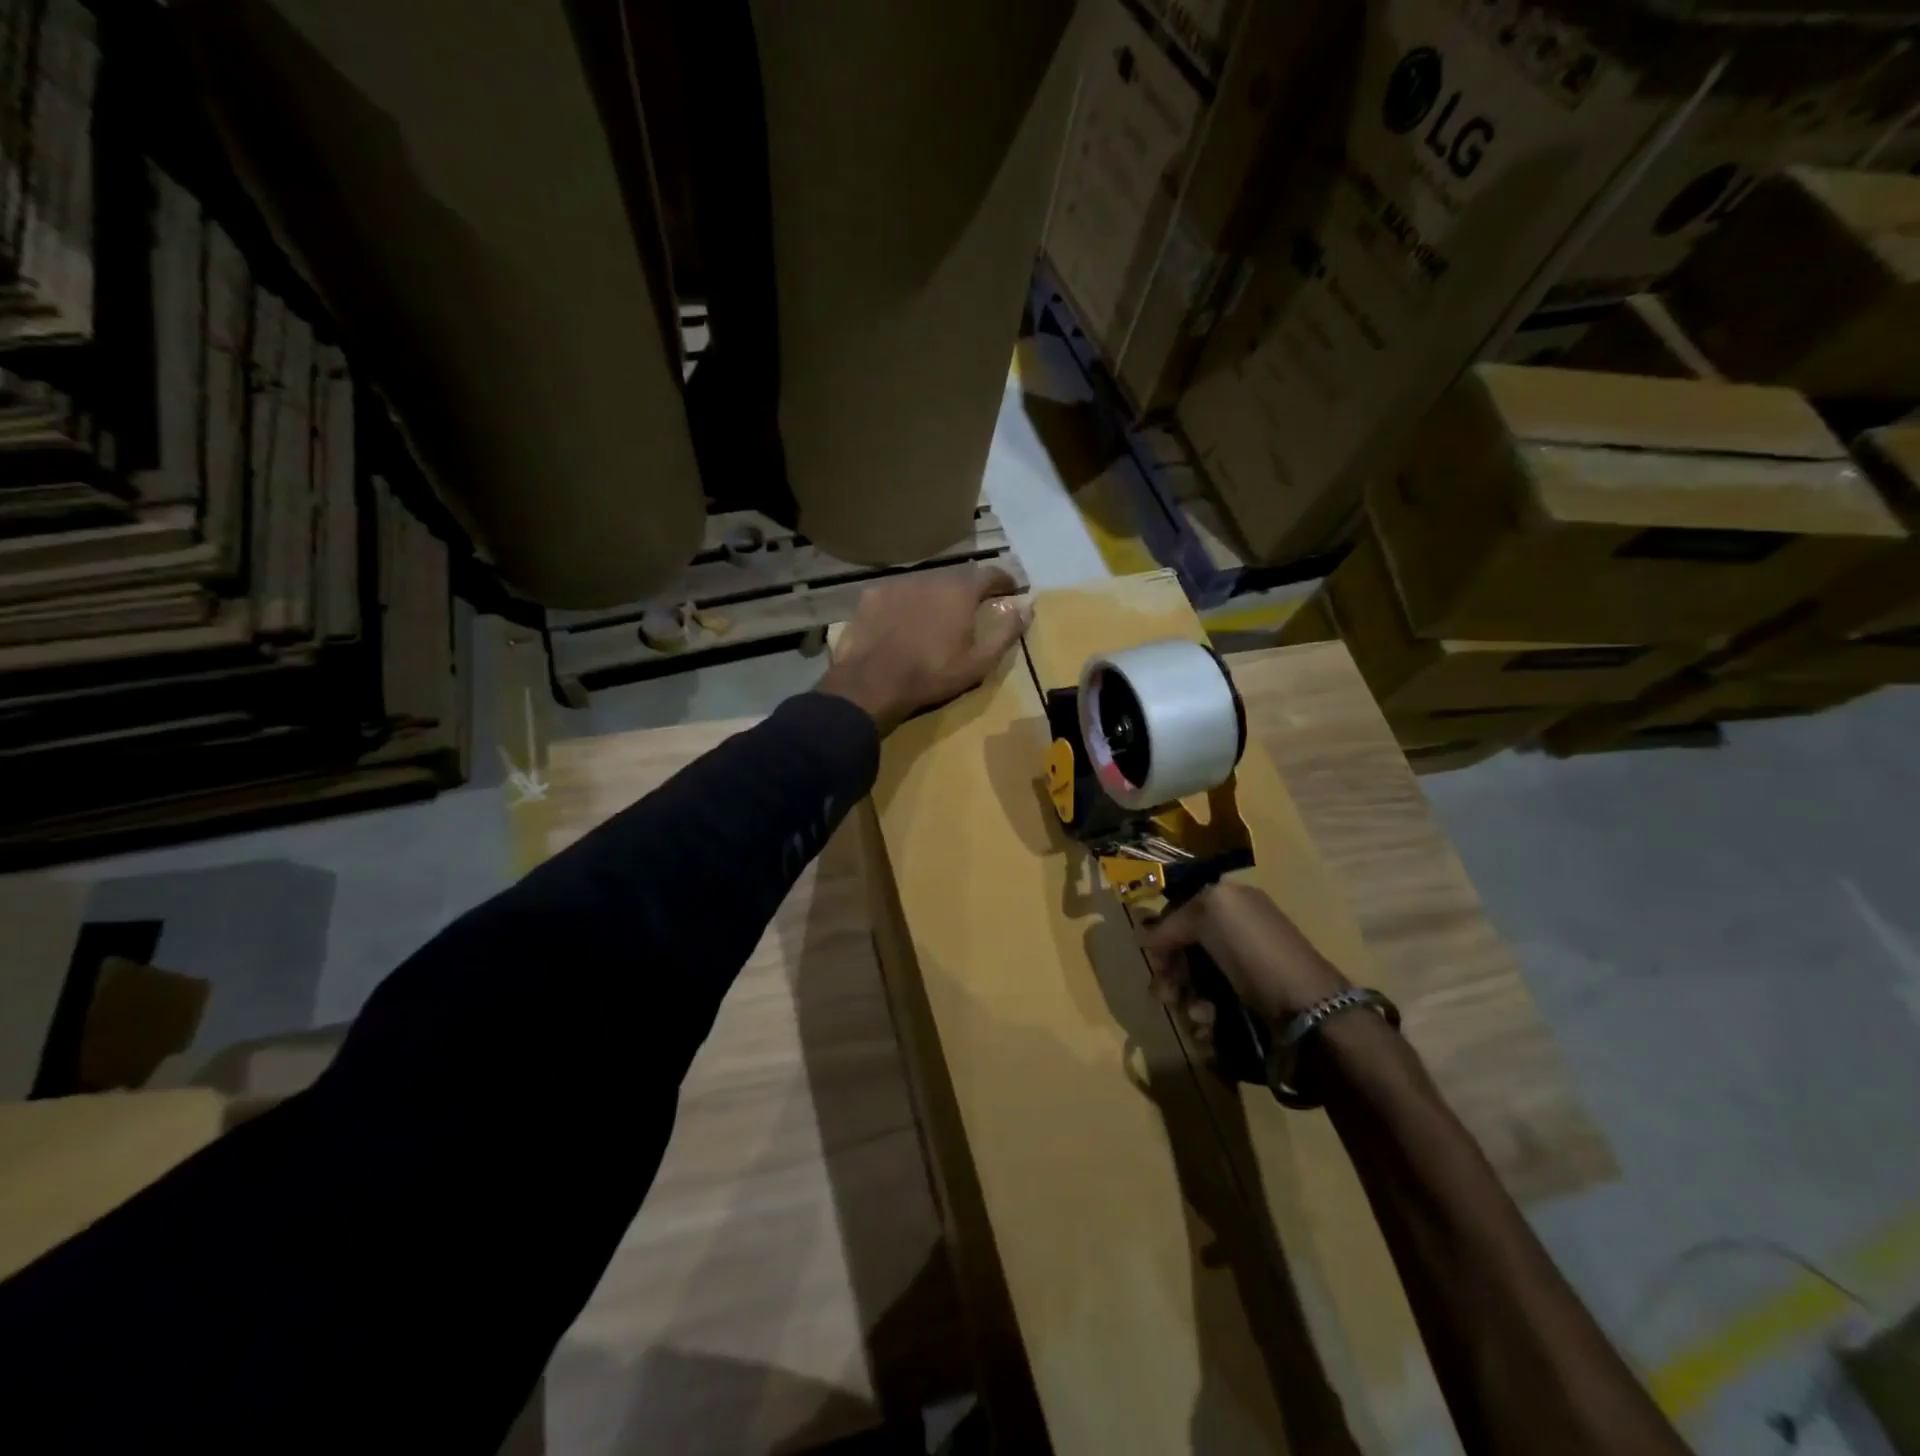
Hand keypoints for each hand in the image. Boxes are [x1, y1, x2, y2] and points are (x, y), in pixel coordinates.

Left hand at [820, 565, 1029, 734]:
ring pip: (924, 585)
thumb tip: (1027, 607)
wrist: (872, 683)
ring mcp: (897, 583)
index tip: (1011, 590)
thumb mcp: (979, 662)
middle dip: (966, 593)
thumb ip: (1006, 632)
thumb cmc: (932, 674)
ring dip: (934, 598)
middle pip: (955, 579)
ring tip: (933, 620)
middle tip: (970, 612)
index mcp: (960, 590)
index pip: (990, 574)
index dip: (1004, 581)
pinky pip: (896, 595)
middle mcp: (930, 577)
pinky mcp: (871, 596)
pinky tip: (901, 624)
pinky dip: (904, 605)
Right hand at [1140, 883, 1348, 1029]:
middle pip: (1186, 950)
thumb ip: (1174, 920)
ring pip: (1195, 983)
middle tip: (1166, 994)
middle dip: (1171, 973)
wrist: (1309, 1010)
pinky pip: (1213, 1010)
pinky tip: (1207, 1030)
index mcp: (1232, 904)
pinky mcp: (1250, 1007)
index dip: (1164, 931)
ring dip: (1187, 1001)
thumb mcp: (1212, 912)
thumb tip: (1148, 939)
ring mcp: (1244, 972)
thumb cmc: (1257, 952)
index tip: (1153, 955)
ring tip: (1197, 1017)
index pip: (1183, 910)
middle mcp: (1237, 934)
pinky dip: (1204, 1021)